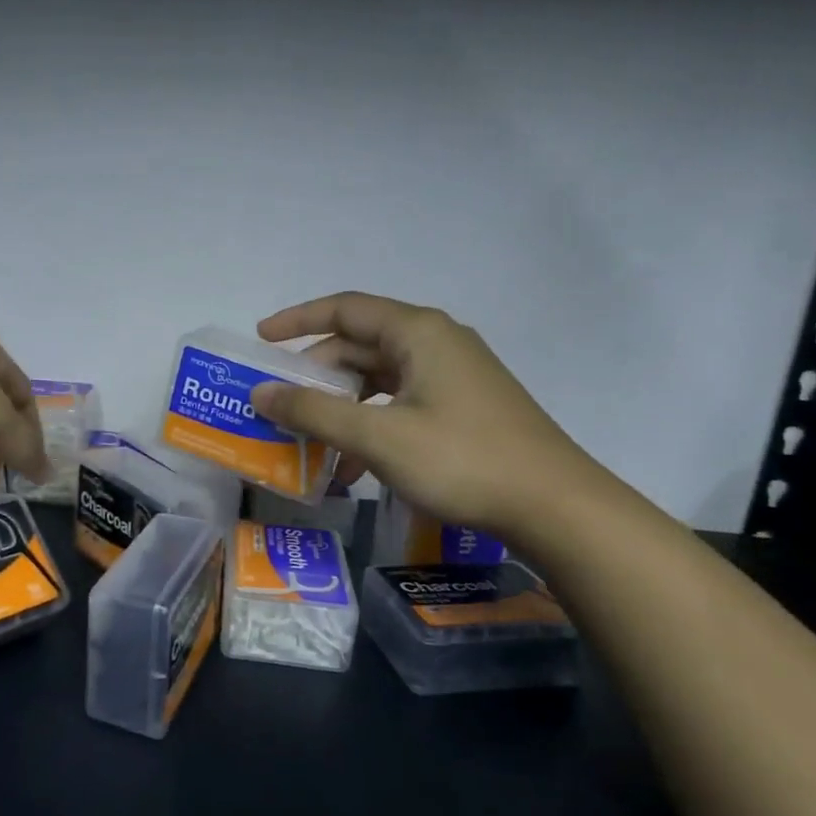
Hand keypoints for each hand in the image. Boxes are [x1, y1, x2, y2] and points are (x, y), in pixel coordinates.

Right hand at [249, 292, 606, 542]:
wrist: (555, 507)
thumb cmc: (461, 459)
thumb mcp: (377, 436)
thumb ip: (313, 412)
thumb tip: (260, 393)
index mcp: (417, 332)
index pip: (345, 309)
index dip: (297, 320)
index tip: (260, 340)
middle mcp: (435, 343)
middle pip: (359, 345)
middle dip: (315, 376)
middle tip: (280, 405)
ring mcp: (452, 376)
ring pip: (378, 379)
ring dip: (340, 407)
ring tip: (310, 442)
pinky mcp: (462, 407)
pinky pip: (399, 402)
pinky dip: (369, 424)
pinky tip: (352, 466)